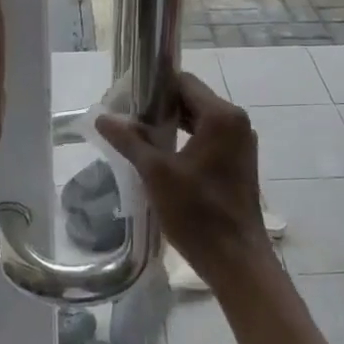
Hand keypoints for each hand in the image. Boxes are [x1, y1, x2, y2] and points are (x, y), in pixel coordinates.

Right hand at [96, 73, 269, 280]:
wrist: (236, 261)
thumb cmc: (198, 213)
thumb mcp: (156, 173)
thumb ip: (129, 140)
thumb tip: (102, 117)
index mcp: (222, 116)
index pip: (183, 82)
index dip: (153, 87)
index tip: (126, 100)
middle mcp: (237, 122)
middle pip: (192, 99)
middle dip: (160, 106)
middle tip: (127, 119)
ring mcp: (241, 143)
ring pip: (200, 120)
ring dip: (172, 124)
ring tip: (139, 136)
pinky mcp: (239, 163)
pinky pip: (209, 138)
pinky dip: (186, 139)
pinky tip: (162, 155)